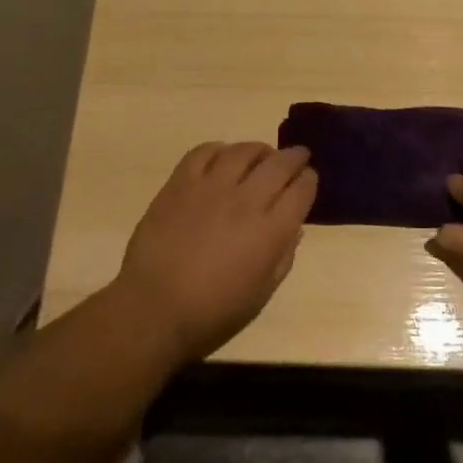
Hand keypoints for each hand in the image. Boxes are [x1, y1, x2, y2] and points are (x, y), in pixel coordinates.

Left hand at [114, 142, 316, 364]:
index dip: (309, 181)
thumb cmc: (212, 313)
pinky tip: (223, 157)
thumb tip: (293, 228)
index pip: (301, 190)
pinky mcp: (180, 183)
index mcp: (270, 231)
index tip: (309, 179)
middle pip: (279, 164)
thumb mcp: (261, 295)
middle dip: (295, 157)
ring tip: (262, 155)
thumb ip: (282, 257)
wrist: (153, 309)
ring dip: (260, 150)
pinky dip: (220, 149)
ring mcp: (211, 188)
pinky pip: (204, 152)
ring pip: (244, 151)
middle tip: (299, 156)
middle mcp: (246, 201)